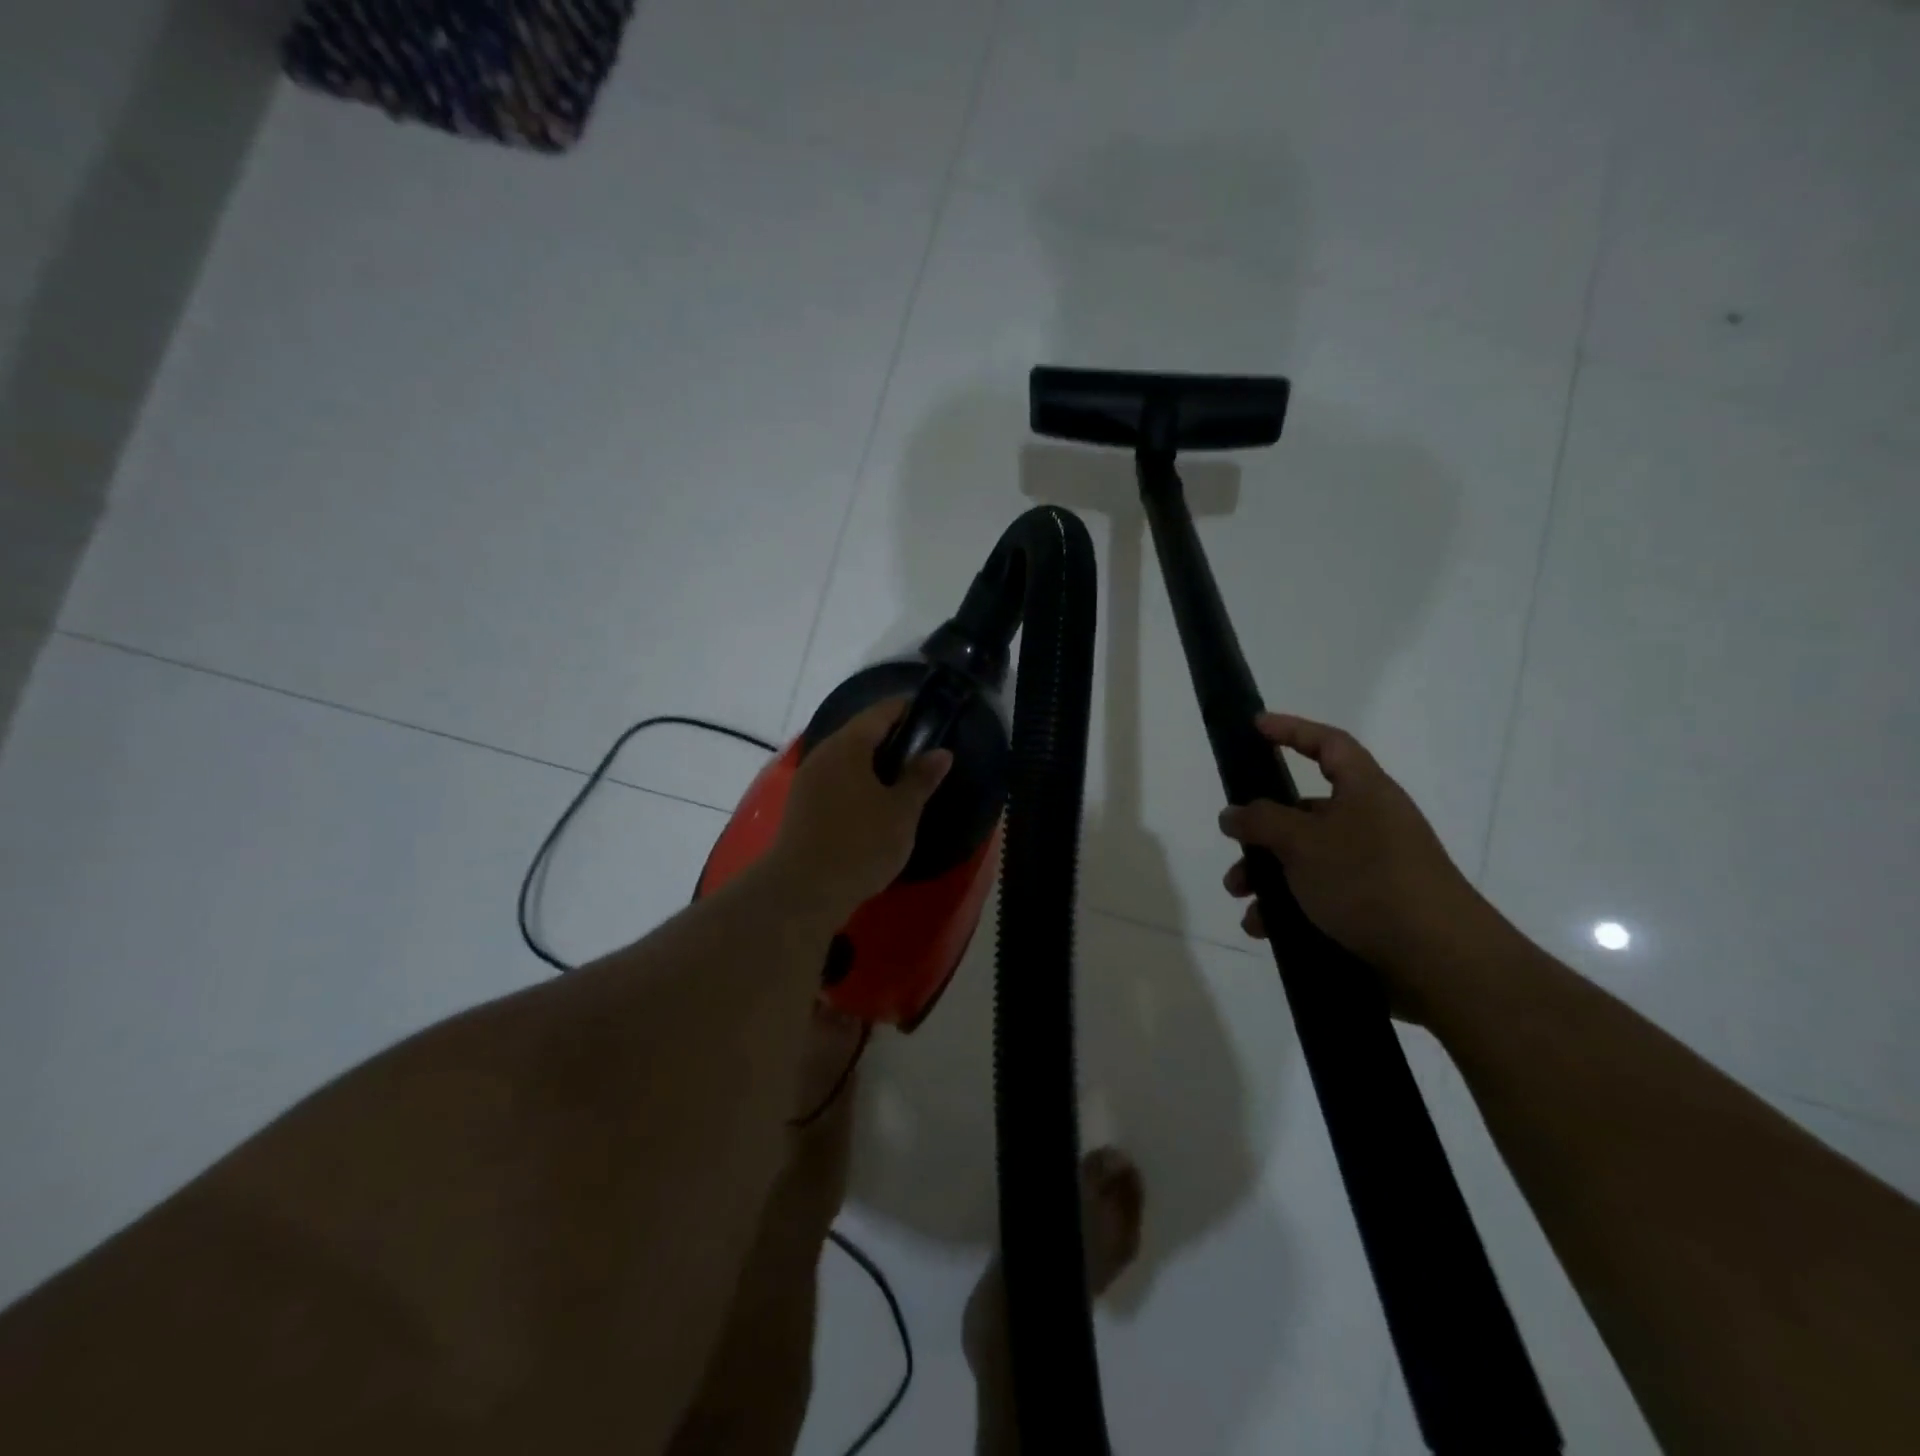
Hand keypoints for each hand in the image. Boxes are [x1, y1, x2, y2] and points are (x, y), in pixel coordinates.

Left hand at [769, 698, 951, 918]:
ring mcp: (808, 780)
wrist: (802, 891)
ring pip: (847, 758)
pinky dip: (858, 780)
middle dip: (891, 735)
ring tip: (904, 774)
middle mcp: (823, 754)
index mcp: (848, 746)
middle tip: (923, 747)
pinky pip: (836, 779)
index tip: (930, 711)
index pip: (880, 712)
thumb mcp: (901, 812)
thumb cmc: (859, 845)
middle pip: (860, 733)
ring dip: (874, 761)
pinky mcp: (801, 805)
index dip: (906, 708)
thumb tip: (941, 752)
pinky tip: (875, 799)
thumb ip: (921, 778)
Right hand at [1218, 713, 1491, 1021]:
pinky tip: (1264, 930)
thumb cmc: (1369, 882)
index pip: (1329, 745)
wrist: (1441, 963)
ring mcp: (1372, 869)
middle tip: (1233, 851)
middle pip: (1303, 813)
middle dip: (1260, 833)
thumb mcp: (1303, 842)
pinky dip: (1287, 910)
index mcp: (1364, 793)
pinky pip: (1316, 899)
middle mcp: (1370, 824)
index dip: (1292, 730)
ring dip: (1266, 878)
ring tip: (1243, 902)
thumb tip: (1231, 813)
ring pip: (1304, 861)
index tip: (1255, 727)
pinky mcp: (1370, 910)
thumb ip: (1260, 821)